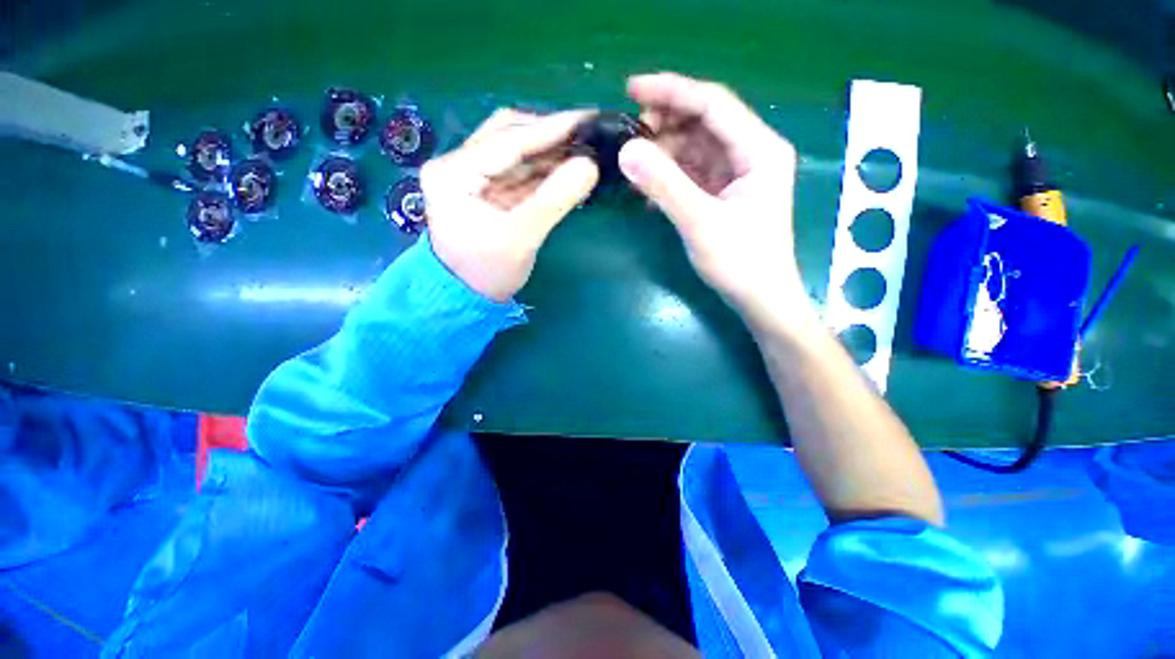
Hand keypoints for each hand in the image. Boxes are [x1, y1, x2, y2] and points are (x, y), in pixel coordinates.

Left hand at [421, 109, 598, 301]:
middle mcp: (458, 165)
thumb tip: (589, 166)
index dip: (549, 129)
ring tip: (584, 149)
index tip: (587, 119)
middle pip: (508, 136)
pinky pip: (519, 172)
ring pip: (515, 152)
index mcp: (454, 173)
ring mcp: (472, 177)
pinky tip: (567, 169)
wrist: (466, 299)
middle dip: (549, 134)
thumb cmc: (485, 274)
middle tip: (587, 133)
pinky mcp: (486, 191)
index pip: (507, 140)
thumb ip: (553, 201)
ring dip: (549, 151)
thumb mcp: (520, 239)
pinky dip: (544, 170)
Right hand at [618, 73, 813, 330]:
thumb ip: (664, 185)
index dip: (671, 91)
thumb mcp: (700, 222)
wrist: (760, 299)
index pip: (713, 103)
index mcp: (759, 149)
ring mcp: (737, 174)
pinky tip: (649, 188)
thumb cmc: (740, 262)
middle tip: (628, 134)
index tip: (630, 88)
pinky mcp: (724, 193)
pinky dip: (670, 175)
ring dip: (664, 152)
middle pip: (704, 122)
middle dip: (665, 123)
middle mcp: (751, 153)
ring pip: (695, 147)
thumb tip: (626, 151)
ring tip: (633, 163)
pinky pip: (693, 172)